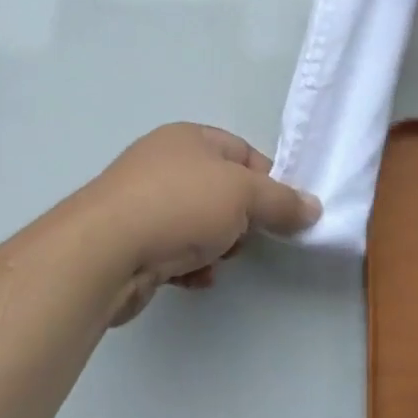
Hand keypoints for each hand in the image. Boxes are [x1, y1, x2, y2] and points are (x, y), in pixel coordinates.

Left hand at [81, 123, 320, 325]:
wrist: (104, 252)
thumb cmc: (180, 205)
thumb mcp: (244, 195)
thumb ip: (282, 201)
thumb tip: (313, 207)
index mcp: (188, 138)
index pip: (241, 152)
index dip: (266, 181)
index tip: (281, 211)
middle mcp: (162, 162)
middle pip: (219, 189)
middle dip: (239, 218)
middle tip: (245, 238)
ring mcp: (140, 201)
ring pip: (195, 222)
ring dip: (214, 244)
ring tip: (217, 262)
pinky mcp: (126, 240)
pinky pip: (171, 249)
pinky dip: (188, 264)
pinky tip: (194, 280)